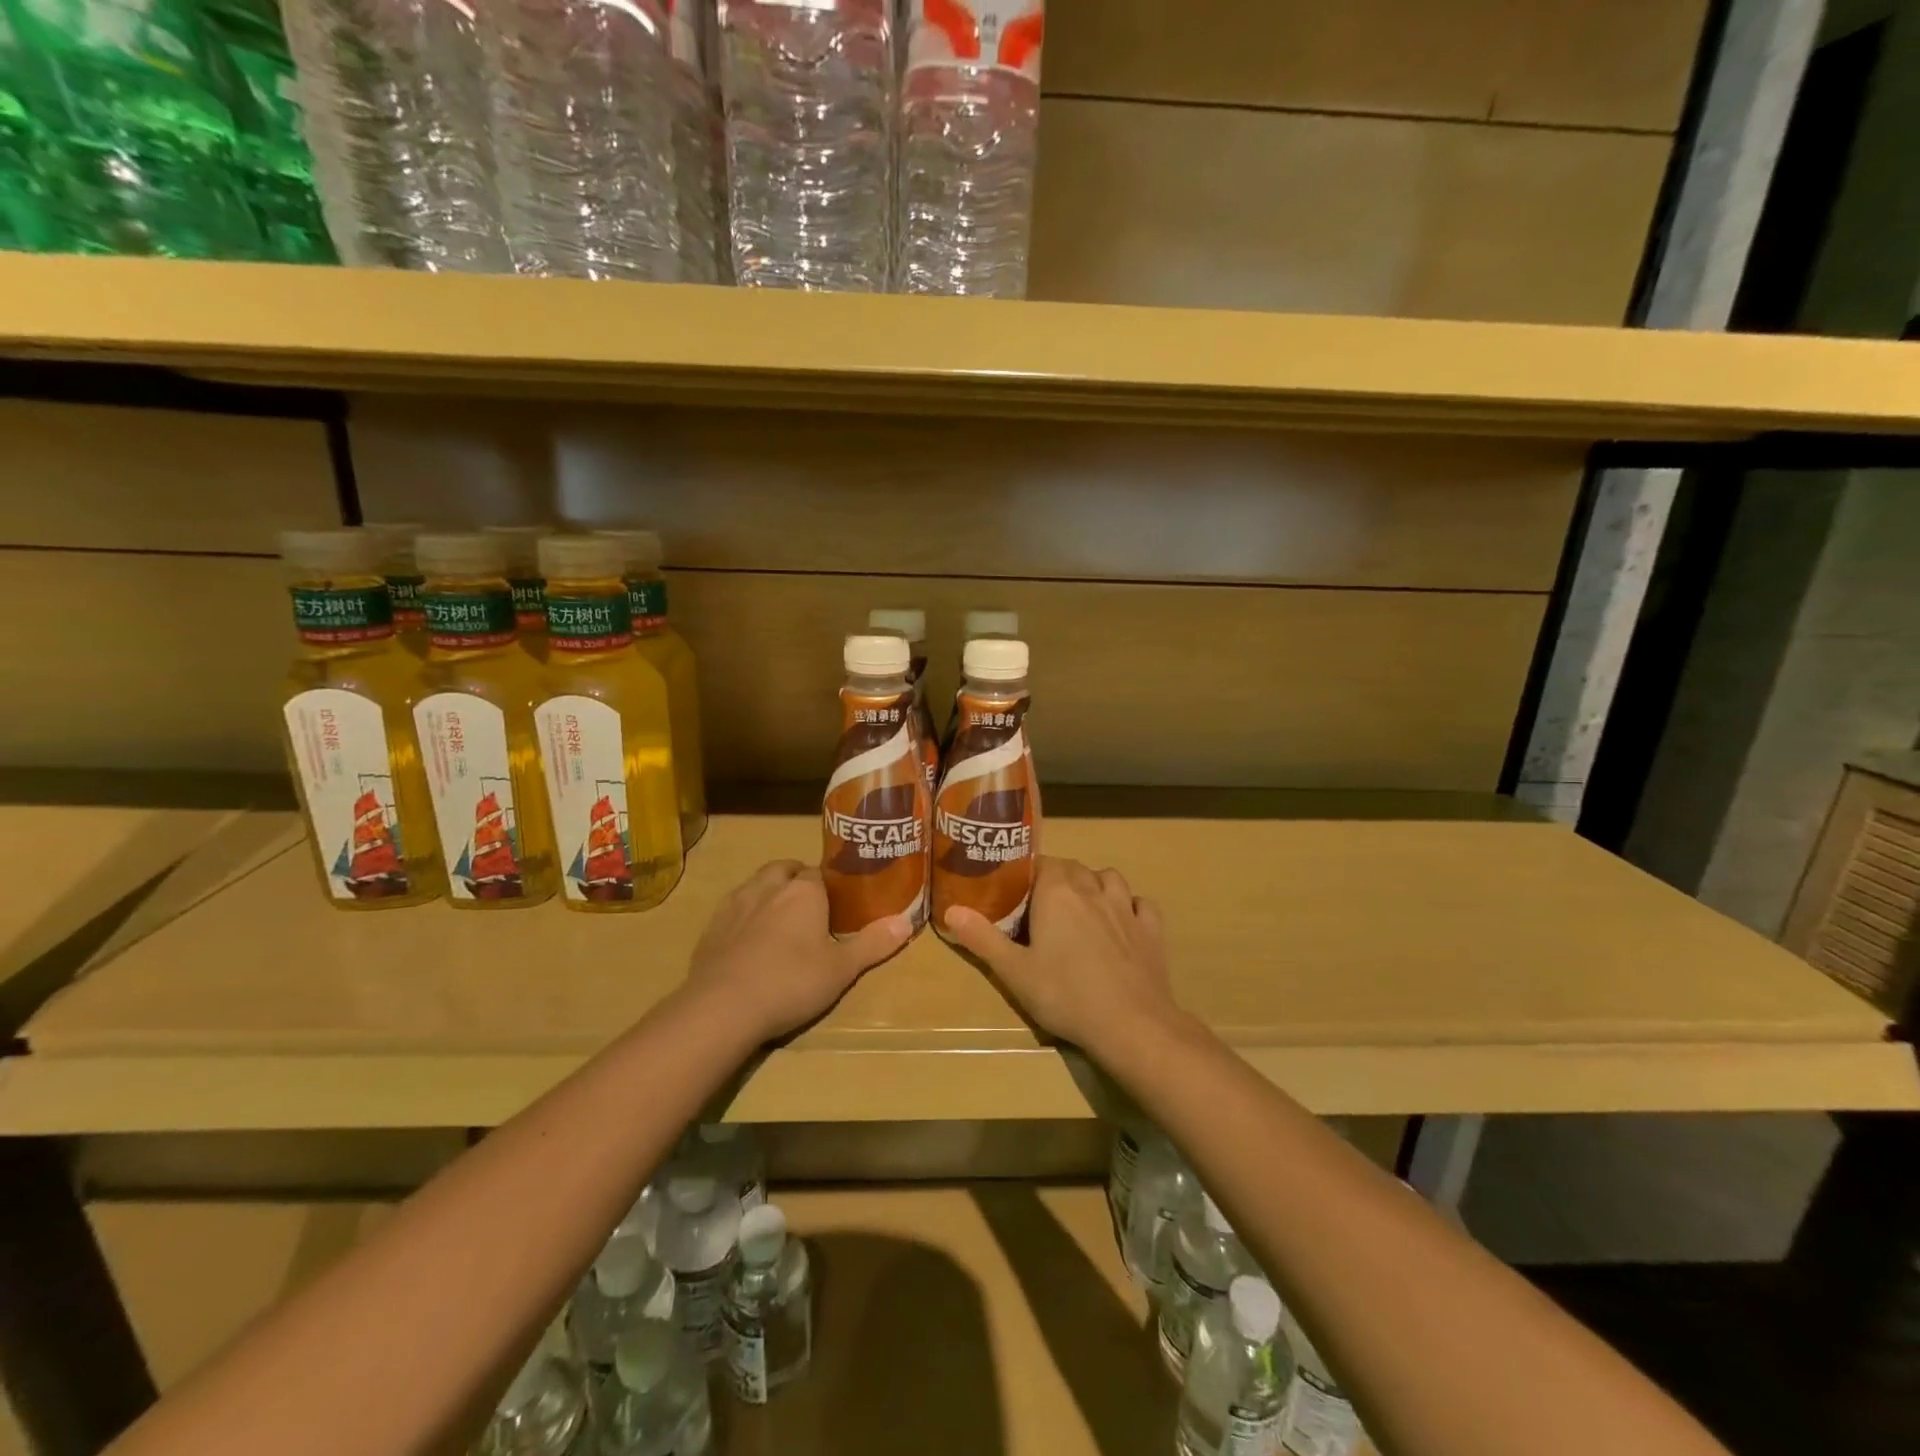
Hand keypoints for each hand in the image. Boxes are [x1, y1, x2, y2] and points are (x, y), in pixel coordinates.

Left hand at [684, 860, 911, 1042]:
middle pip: (785, 869)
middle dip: (797, 879)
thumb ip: (873, 943)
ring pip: (757, 884)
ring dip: (769, 892)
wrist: (722, 1008)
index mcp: (803, 890)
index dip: (831, 885)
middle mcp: (768, 886)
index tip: (839, 903)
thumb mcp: (841, 969)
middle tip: (811, 907)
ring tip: (780, 919)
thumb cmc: (790, 982)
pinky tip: (749, 940)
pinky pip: (733, 908)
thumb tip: (907, 921)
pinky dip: (744, 915)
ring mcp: (735, 904)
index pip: (821, 872)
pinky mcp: (711, 927)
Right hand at [944, 855, 1180, 1057]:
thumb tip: (951, 909)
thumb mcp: (1014, 972)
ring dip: (1095, 884)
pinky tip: (1123, 921)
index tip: (1018, 894)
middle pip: (1073, 868)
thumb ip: (982, 938)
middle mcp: (1092, 889)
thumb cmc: (1065, 995)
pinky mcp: (1151, 929)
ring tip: (1083, 907)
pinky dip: (1131, 906)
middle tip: (1043, 906)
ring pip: (1109, 878)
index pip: (1041, 864)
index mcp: (1057, 893)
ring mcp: (1126, 907)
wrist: (1131, 1024)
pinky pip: (1141, 904)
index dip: (1029, 875)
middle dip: (1058, 878)